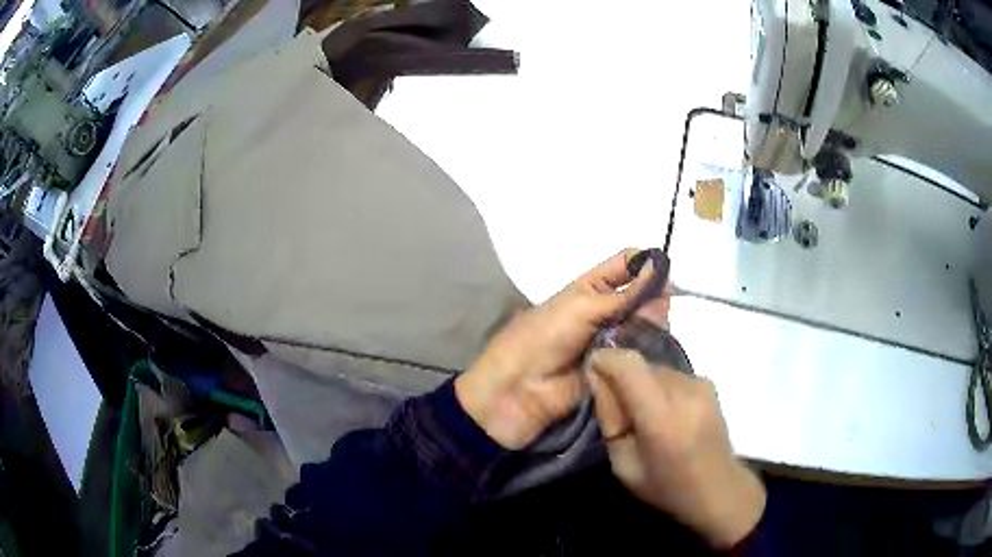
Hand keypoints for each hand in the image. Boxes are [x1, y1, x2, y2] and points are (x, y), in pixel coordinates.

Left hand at [455, 248, 653, 449]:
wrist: (519, 391)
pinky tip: (652, 351)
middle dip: (653, 299)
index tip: (666, 277)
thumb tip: (661, 266)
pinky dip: (648, 351)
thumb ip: (624, 293)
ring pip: (646, 325)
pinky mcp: (619, 368)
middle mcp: (606, 311)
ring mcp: (614, 340)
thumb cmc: (543, 338)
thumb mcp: (582, 307)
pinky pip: (641, 354)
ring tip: (647, 333)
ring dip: (651, 326)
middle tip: (655, 313)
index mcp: (591, 288)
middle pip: (643, 296)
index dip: (647, 265)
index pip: (627, 265)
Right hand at [589, 349, 765, 548]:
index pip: (628, 363)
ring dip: (641, 385)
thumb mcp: (624, 465)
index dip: (605, 359)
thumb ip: (610, 420)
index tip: (590, 373)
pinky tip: (665, 415)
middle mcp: (685, 390)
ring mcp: (701, 383)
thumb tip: (597, 379)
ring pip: (655, 369)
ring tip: (644, 417)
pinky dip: (659, 388)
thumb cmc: (667, 487)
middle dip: (621, 379)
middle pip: (641, 365)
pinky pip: (671, 375)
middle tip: (618, 411)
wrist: (719, 489)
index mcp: (661, 416)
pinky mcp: (708, 383)